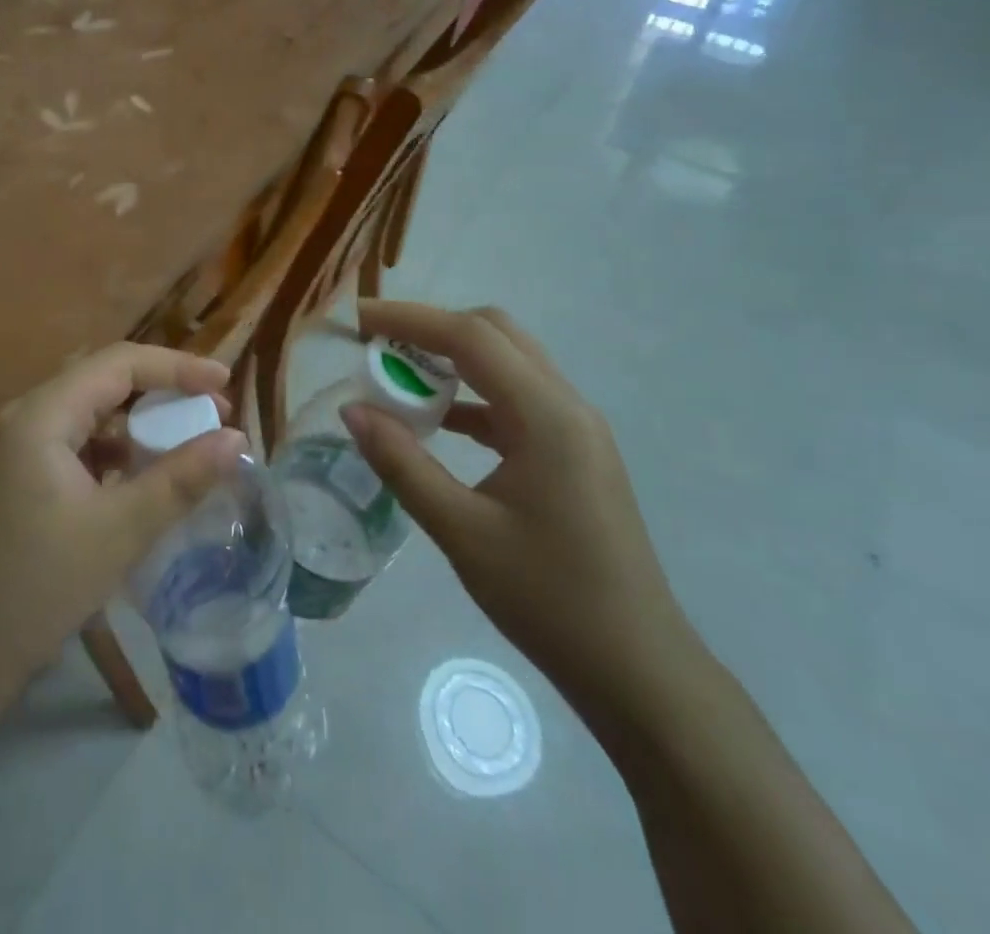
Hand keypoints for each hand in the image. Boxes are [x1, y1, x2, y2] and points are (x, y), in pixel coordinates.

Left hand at [0, 343, 245, 720]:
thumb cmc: (38, 584)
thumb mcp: (120, 530)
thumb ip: (180, 479)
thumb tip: (237, 439)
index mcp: (42, 415)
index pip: (119, 363)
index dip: (176, 367)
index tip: (225, 385)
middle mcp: (27, 417)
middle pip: (104, 380)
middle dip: (161, 391)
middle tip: (211, 413)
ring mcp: (20, 447)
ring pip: (91, 413)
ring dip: (139, 422)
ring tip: (185, 444)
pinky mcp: (21, 476)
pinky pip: (78, 443)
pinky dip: (116, 450)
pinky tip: (141, 478)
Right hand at [344, 300, 697, 719]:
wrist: (637, 670)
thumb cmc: (549, 600)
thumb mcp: (462, 531)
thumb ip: (402, 464)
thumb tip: (351, 411)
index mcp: (547, 415)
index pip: (470, 337)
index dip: (409, 319)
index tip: (357, 320)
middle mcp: (567, 405)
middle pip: (494, 334)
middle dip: (432, 329)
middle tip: (378, 347)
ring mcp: (575, 428)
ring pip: (507, 363)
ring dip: (452, 360)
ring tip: (397, 378)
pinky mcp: (573, 453)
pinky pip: (515, 400)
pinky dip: (472, 396)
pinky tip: (438, 422)